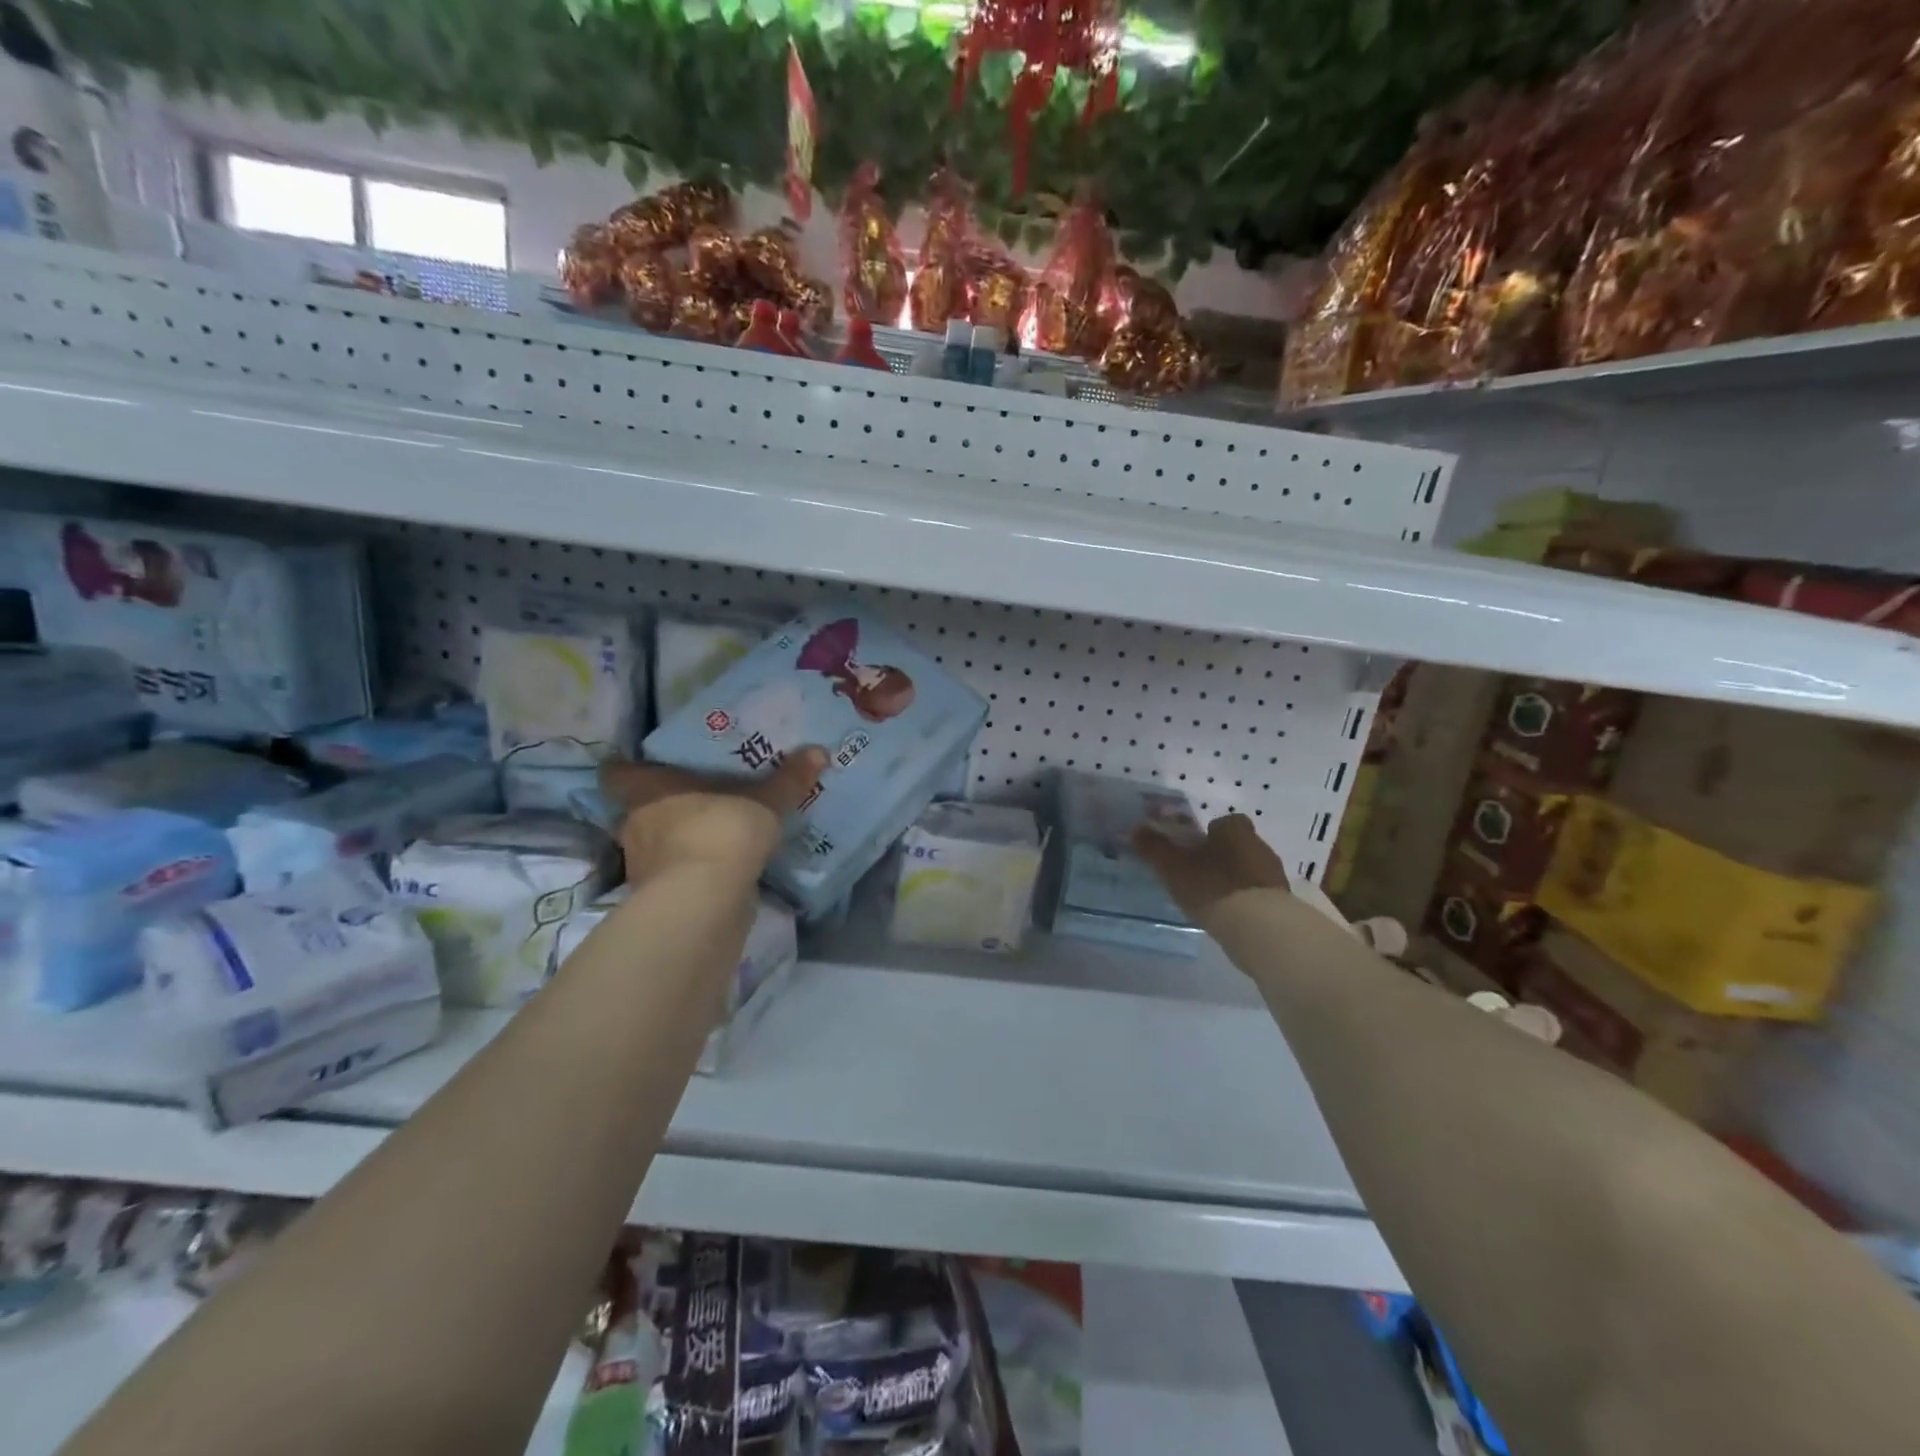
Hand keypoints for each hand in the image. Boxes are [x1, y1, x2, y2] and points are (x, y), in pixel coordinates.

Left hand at [599, 748, 827, 885]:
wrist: (704, 902)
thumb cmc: (720, 831)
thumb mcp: (763, 801)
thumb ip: (788, 779)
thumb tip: (819, 750)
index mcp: (648, 791)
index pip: (617, 775)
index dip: (628, 770)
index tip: (648, 767)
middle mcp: (636, 825)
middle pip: (638, 811)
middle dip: (663, 808)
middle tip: (697, 798)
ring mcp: (644, 866)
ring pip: (657, 846)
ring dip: (678, 842)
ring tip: (713, 834)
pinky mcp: (661, 899)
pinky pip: (676, 875)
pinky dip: (693, 873)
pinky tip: (719, 869)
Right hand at [1131, 813, 1289, 924]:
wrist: (1259, 928)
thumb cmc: (1213, 887)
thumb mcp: (1173, 867)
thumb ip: (1154, 848)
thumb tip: (1136, 829)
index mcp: (1235, 830)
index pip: (1224, 822)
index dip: (1208, 834)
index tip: (1192, 850)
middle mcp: (1259, 845)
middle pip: (1237, 845)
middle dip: (1220, 856)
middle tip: (1198, 875)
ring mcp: (1274, 874)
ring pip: (1249, 869)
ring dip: (1233, 879)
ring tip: (1212, 899)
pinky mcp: (1282, 902)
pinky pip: (1258, 893)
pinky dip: (1245, 900)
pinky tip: (1230, 915)